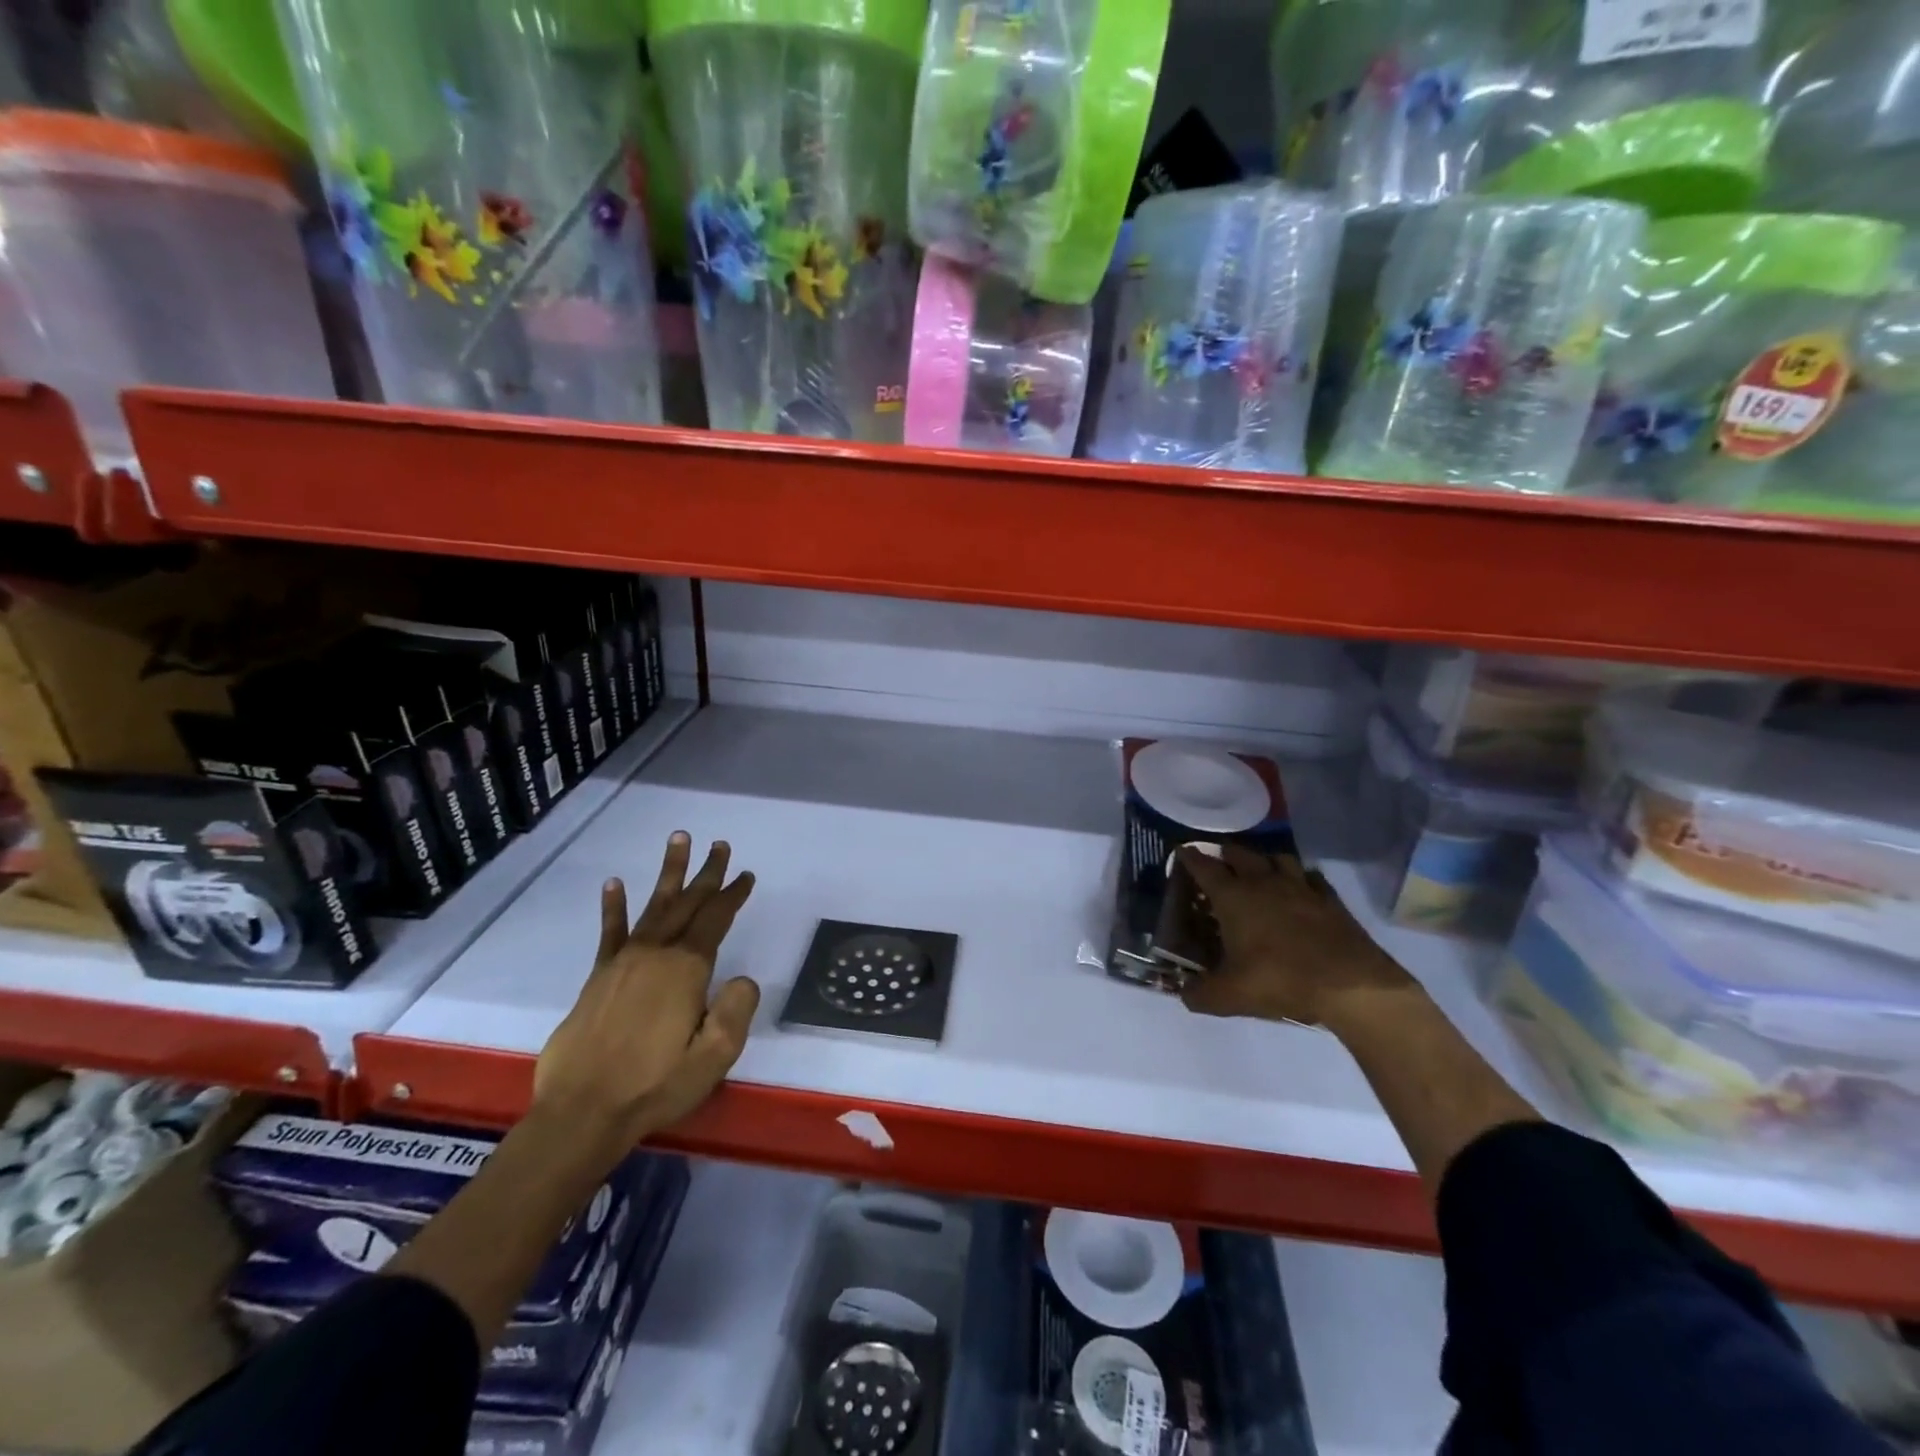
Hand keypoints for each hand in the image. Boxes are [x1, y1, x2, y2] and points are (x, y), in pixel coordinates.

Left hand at [533, 833, 759, 1152]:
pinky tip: (615, 884)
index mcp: (686, 969)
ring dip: (668, 873)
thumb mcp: (714, 1056)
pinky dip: (614, 906)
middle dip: (707, 873)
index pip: (716, 919)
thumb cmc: (655, 1085)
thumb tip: (742, 979)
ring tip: (678, 839)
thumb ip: (736, 1011)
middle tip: (720, 845)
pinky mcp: (598, 977)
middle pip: (687, 903)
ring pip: (653, 906)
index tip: (746, 875)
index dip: (732, 895)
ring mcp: (623, 962)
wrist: (583, 1113)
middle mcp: (655, 954)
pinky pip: (610, 932)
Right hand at [1177, 845, 1410, 1027]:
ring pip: (1277, 857)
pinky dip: (1300, 878)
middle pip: (1240, 853)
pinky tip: (1299, 889)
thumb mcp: (1230, 996)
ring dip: (1263, 860)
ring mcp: (1300, 887)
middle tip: (1218, 861)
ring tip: (1258, 870)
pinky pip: (1310, 877)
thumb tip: (1183, 993)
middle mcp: (1263, 882)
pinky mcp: (1329, 899)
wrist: (1351, 985)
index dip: (1190, 857)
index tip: (1181, 850)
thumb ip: (1200, 994)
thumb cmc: (1281, 981)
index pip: (1204, 867)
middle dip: (1225, 853)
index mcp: (1234, 897)